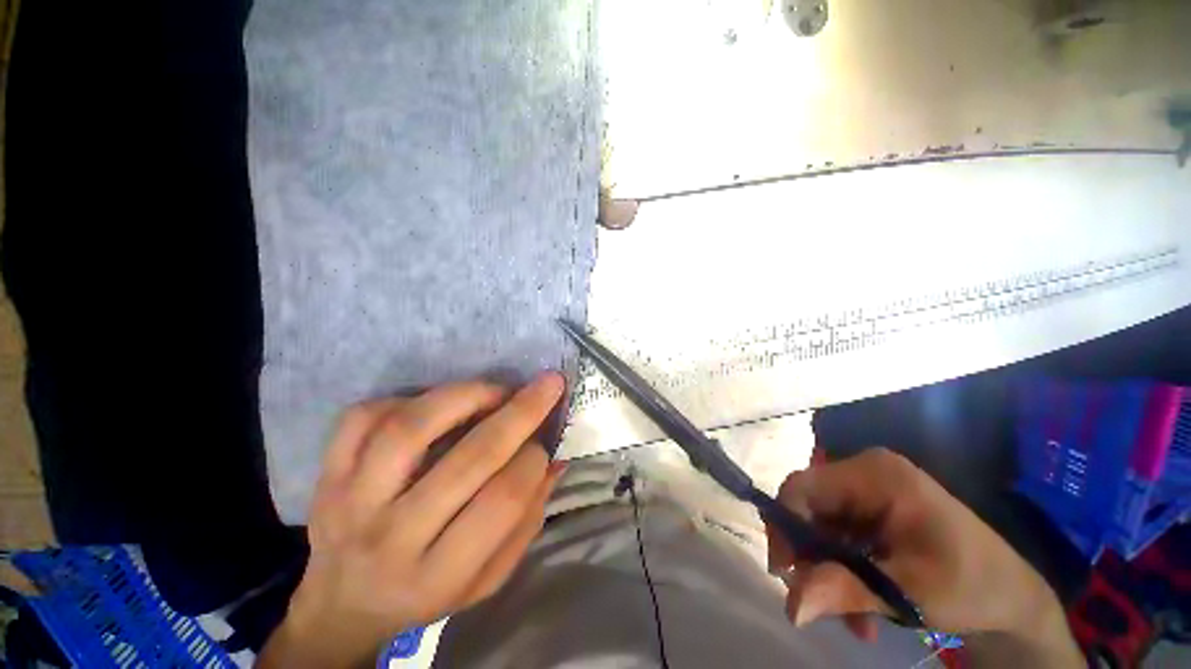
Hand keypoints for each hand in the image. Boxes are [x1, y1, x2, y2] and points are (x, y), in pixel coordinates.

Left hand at [260, 374, 566, 667]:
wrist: (342, 605)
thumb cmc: (426, 592)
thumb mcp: (487, 578)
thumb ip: (526, 519)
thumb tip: (554, 459)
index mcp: (439, 574)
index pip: (502, 501)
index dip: (534, 459)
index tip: (544, 441)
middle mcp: (392, 536)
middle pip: (469, 459)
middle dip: (521, 412)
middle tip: (548, 384)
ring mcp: (351, 500)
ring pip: (411, 428)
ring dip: (467, 395)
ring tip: (496, 390)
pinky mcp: (328, 472)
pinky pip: (364, 417)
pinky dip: (407, 397)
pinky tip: (435, 404)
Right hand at [767, 448, 1080, 664]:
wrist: (1011, 597)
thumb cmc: (970, 587)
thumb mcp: (907, 594)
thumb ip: (845, 591)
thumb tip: (790, 606)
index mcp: (873, 474)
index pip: (801, 488)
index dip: (784, 526)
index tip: (785, 574)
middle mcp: (864, 472)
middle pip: (809, 507)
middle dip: (812, 558)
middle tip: (822, 603)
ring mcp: (868, 489)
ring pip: (821, 526)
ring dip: (829, 571)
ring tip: (853, 618)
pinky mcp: (872, 508)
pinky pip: (838, 535)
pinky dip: (842, 570)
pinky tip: (863, 605)